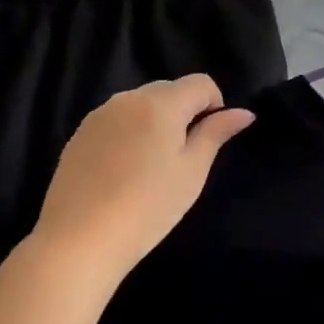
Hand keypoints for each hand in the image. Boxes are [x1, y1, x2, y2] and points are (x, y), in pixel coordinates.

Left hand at [33, 76, 253, 277]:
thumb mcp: (192, 171)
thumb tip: (244, 112)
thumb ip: (216, 133)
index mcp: (161, 103)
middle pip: (169, 90)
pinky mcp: (79, 134)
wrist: (80, 240)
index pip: (201, 83)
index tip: (208, 140)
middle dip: (183, 113)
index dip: (214, 105)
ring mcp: (99, 115)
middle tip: (182, 158)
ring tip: (150, 167)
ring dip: (155, 122)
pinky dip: (129, 134)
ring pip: (141, 105)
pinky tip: (122, 173)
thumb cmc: (148, 206)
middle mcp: (128, 98)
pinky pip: (116, 121)